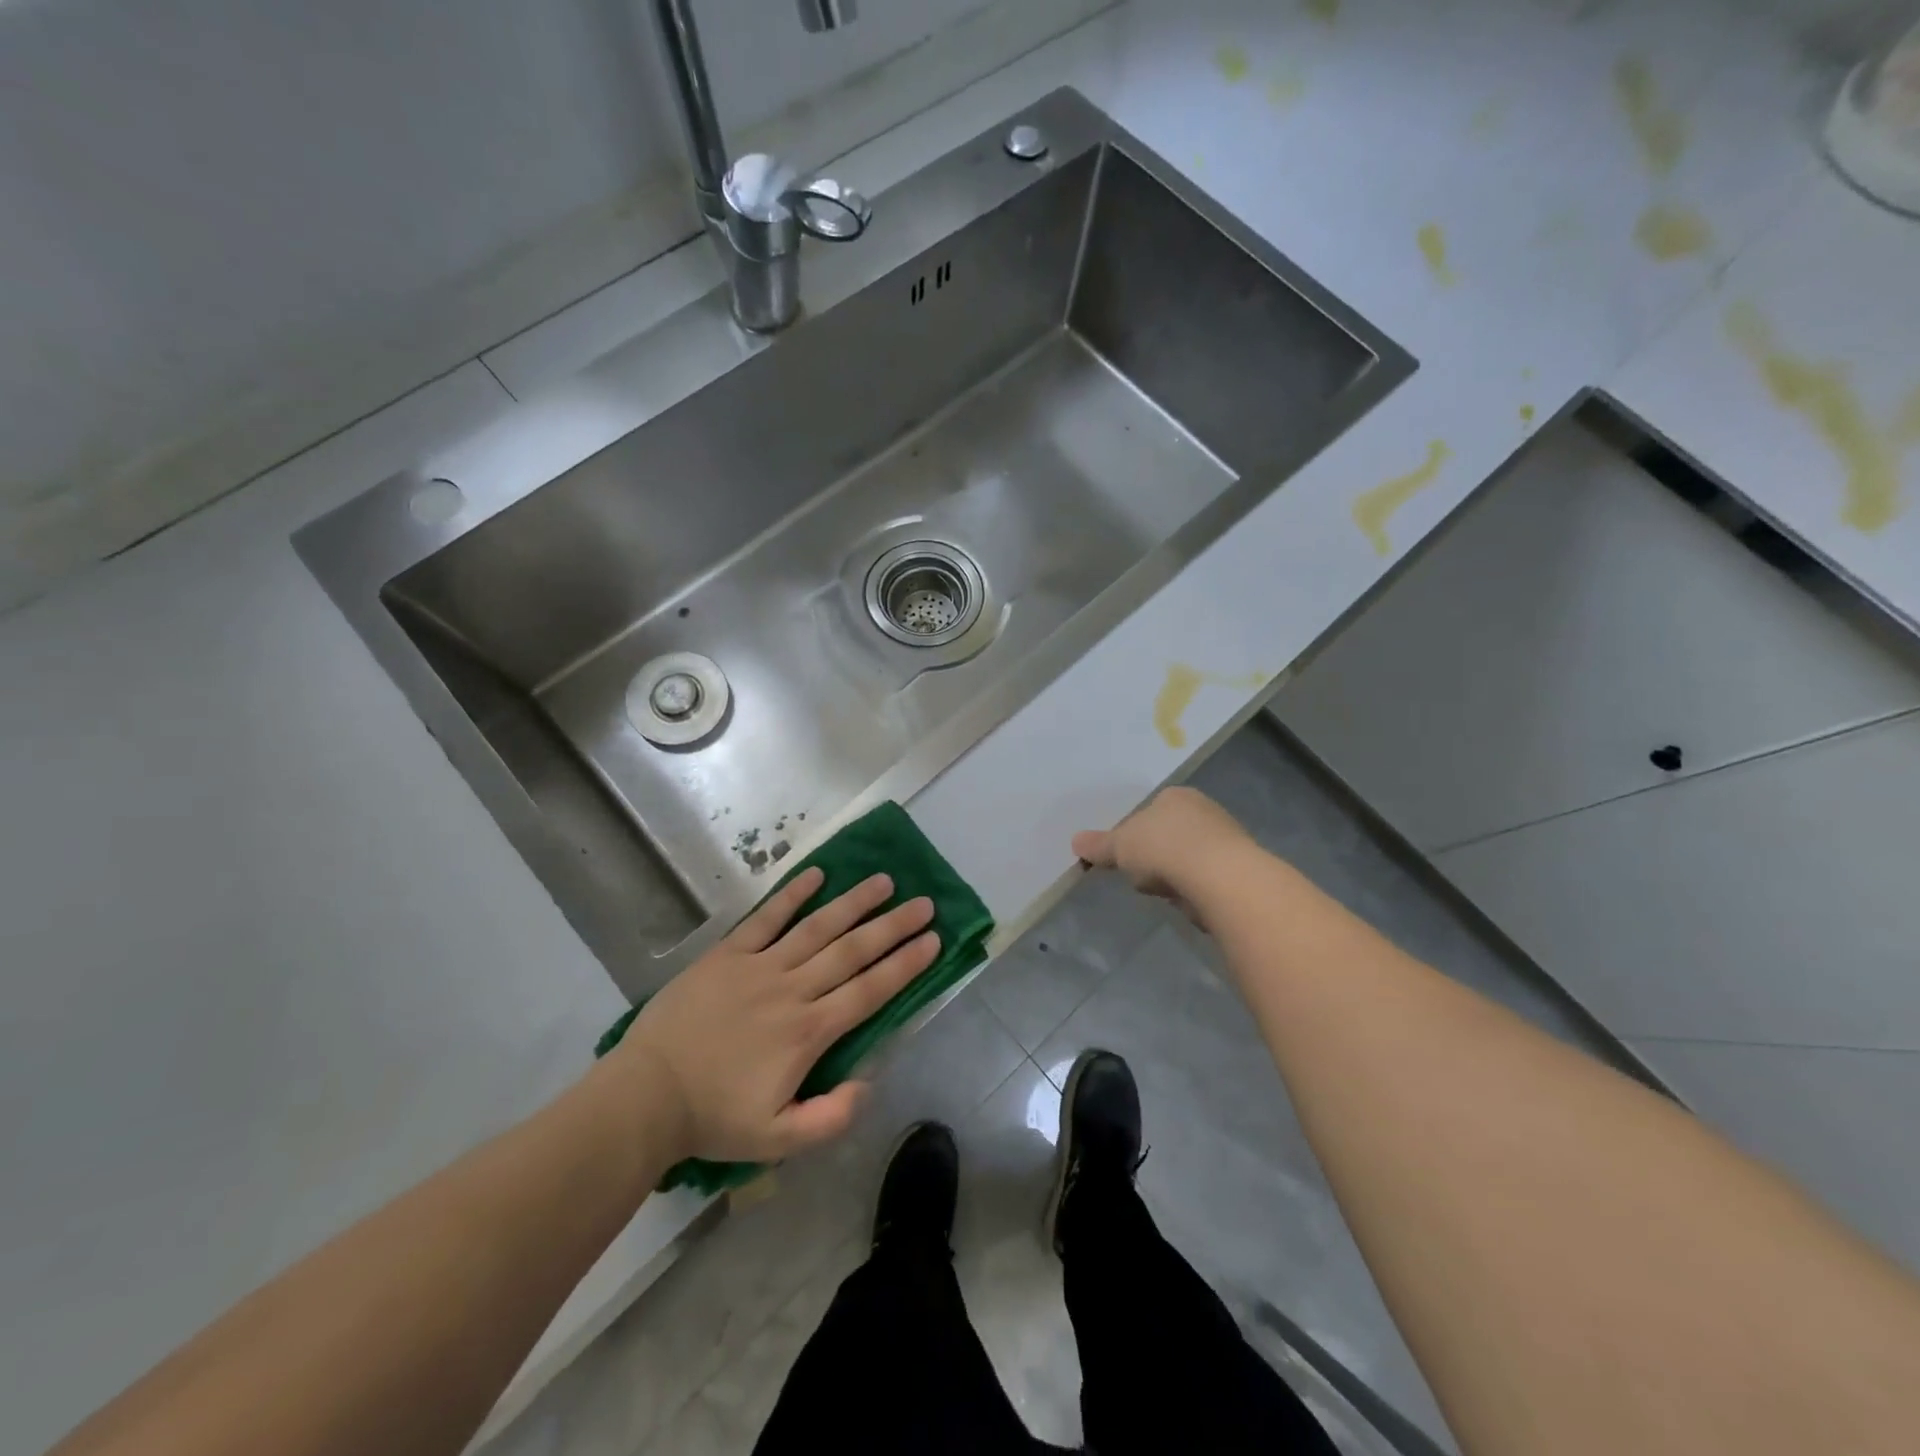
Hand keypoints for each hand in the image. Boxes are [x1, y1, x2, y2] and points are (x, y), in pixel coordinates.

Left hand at [610, 868, 938, 1163]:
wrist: (647, 1096)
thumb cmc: (715, 1117)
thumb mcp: (779, 1140)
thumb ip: (831, 1117)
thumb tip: (868, 1083)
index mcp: (809, 1032)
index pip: (869, 990)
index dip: (905, 964)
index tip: (933, 940)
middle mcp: (793, 989)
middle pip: (852, 951)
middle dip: (892, 926)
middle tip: (924, 903)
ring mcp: (759, 966)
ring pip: (817, 927)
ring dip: (853, 903)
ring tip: (883, 882)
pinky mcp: (728, 954)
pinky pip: (766, 918)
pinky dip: (791, 895)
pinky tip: (817, 874)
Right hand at [1072, 787, 1253, 929]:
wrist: (1218, 878)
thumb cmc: (1163, 848)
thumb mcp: (1120, 846)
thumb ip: (1099, 845)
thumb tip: (1076, 842)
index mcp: (1176, 795)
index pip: (1151, 809)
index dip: (1137, 832)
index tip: (1127, 853)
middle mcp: (1205, 809)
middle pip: (1172, 832)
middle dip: (1158, 852)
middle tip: (1142, 873)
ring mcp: (1226, 839)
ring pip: (1190, 855)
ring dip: (1177, 872)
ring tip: (1164, 889)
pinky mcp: (1239, 869)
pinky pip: (1206, 877)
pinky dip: (1195, 887)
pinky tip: (1187, 899)